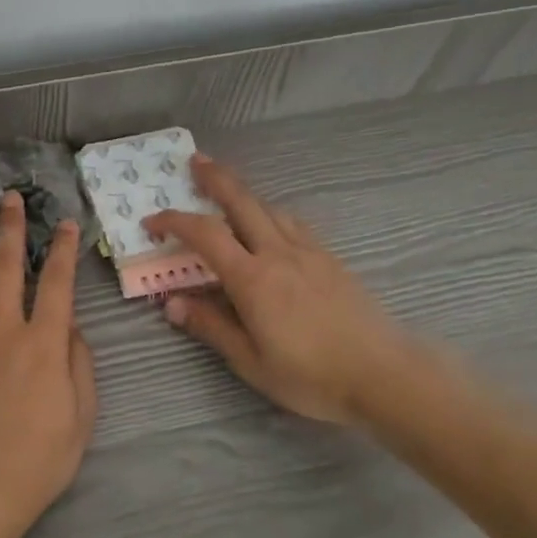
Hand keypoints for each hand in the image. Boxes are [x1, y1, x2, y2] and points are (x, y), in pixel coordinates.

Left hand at [0, 192, 96, 523]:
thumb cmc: (41, 456)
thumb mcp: (82, 412)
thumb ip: (78, 361)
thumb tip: (68, 324)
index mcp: (44, 343)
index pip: (56, 283)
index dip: (62, 249)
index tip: (65, 224)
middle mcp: (5, 330)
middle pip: (5, 267)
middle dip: (10, 228)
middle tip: (9, 198)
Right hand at [144, 155, 442, 425]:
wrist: (384, 376)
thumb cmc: (311, 376)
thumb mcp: (251, 361)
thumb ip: (211, 327)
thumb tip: (172, 303)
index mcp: (252, 278)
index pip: (204, 235)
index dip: (174, 221)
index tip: (152, 221)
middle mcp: (278, 253)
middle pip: (242, 201)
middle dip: (215, 178)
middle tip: (196, 161)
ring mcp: (309, 252)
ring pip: (270, 208)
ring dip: (245, 194)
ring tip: (229, 192)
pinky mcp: (331, 260)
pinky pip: (294, 224)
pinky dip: (272, 214)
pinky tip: (273, 225)